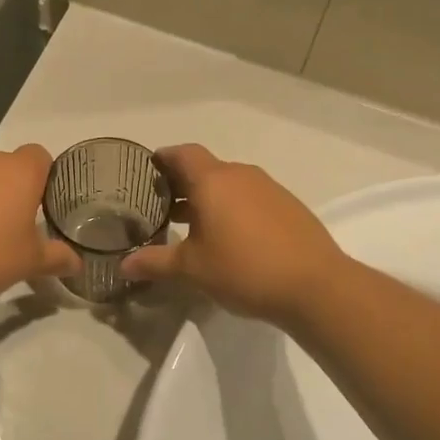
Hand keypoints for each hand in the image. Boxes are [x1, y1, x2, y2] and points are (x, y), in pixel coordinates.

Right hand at [120, 145, 343, 325]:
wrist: (316, 286)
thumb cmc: (244, 269)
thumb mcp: (192, 270)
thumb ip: (155, 262)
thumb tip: (123, 265)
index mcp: (213, 181)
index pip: (183, 153)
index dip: (164, 158)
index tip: (150, 169)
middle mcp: (241, 175)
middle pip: (206, 168)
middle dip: (184, 183)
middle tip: (164, 206)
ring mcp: (270, 189)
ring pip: (231, 184)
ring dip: (211, 198)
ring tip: (195, 225)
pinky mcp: (290, 207)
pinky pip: (252, 198)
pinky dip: (235, 209)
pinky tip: (232, 238)